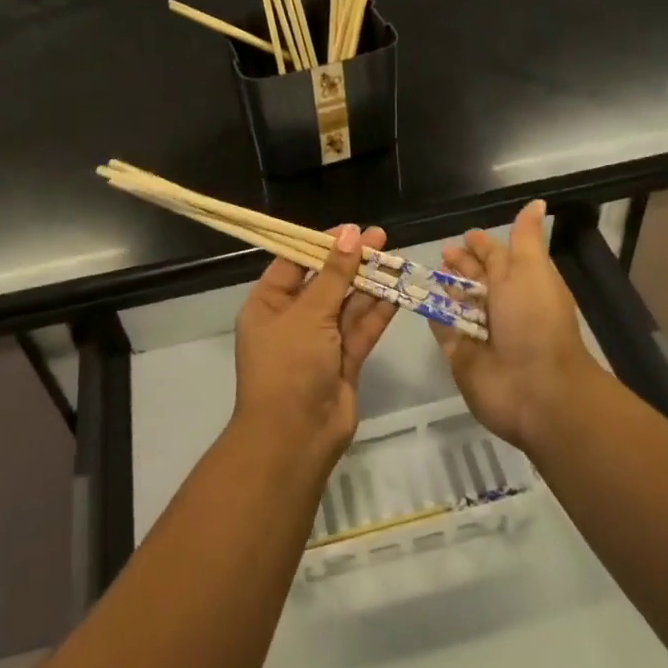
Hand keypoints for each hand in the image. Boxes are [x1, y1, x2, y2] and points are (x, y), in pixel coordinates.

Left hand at [232, 224, 398, 463]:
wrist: (295, 438)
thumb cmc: (289, 366)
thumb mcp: (308, 314)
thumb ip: (334, 274)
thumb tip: (351, 234)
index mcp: (268, 305)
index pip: (294, 263)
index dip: (322, 244)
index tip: (351, 229)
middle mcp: (292, 320)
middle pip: (325, 282)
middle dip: (352, 261)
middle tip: (382, 238)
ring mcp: (320, 342)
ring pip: (347, 305)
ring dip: (370, 284)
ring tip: (397, 257)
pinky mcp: (344, 361)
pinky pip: (361, 329)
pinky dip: (378, 311)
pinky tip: (398, 290)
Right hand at [430, 200, 598, 453]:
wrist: (536, 389)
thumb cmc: (535, 321)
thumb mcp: (532, 269)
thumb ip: (525, 238)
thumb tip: (537, 203)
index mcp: (522, 283)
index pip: (498, 257)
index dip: (482, 246)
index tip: (464, 235)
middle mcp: (502, 306)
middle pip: (476, 280)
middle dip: (461, 265)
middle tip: (440, 253)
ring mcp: (480, 332)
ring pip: (457, 303)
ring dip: (445, 288)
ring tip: (425, 271)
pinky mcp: (459, 355)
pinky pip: (442, 330)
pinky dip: (434, 315)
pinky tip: (421, 300)